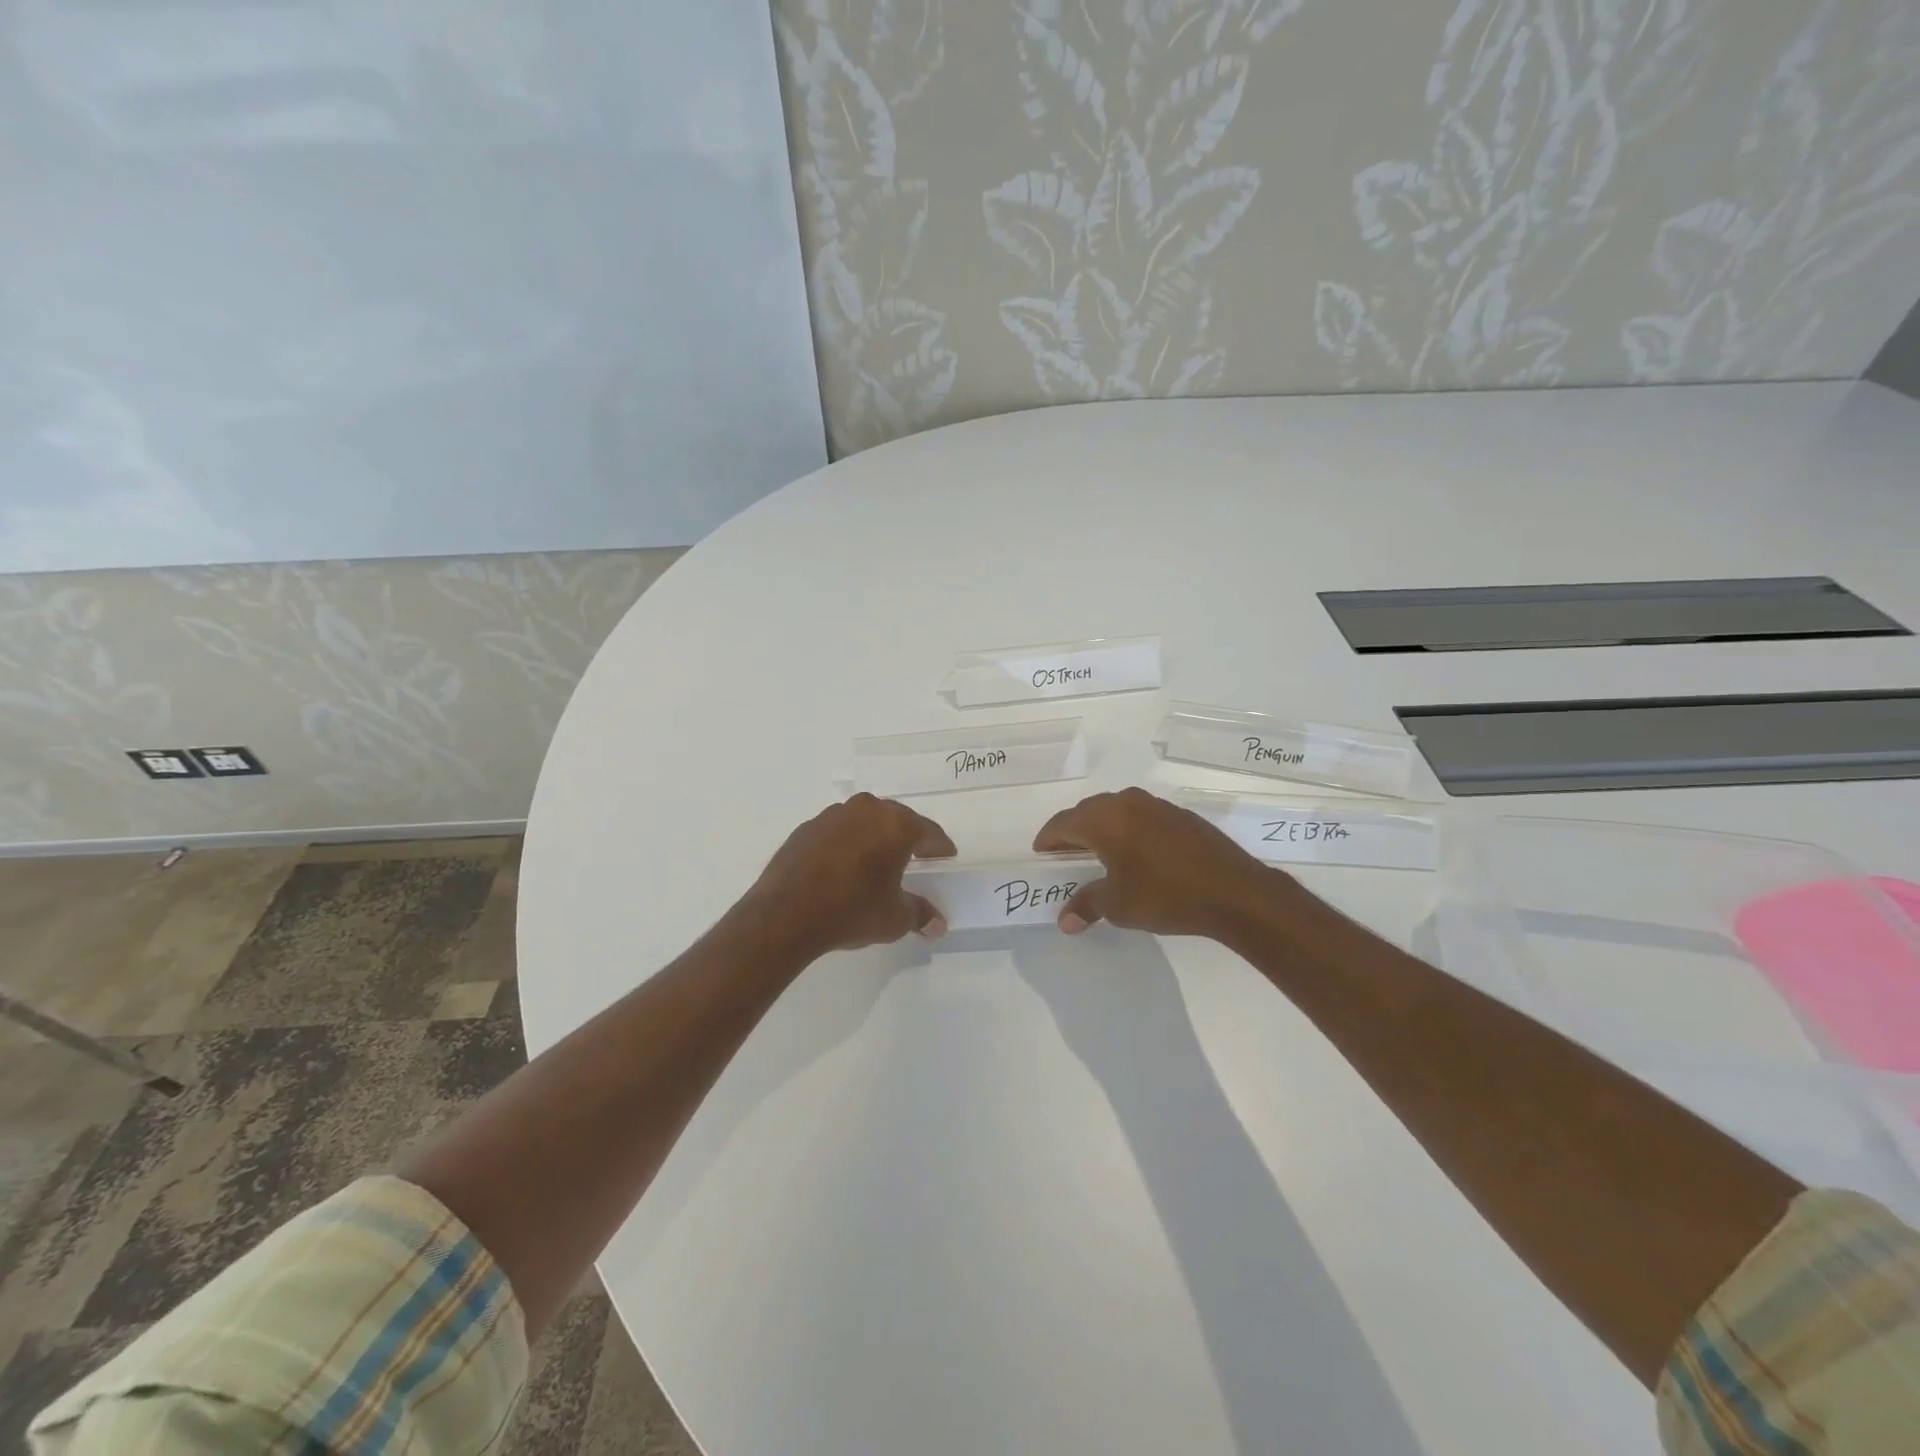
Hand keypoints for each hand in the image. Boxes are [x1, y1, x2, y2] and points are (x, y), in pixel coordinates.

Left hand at [745, 794, 956, 955]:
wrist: (785, 915)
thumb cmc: (851, 911)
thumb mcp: (894, 918)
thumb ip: (919, 914)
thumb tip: (938, 925)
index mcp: (896, 826)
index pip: (928, 832)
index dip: (940, 847)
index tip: (946, 856)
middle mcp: (867, 810)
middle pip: (897, 819)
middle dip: (908, 837)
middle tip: (916, 855)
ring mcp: (833, 815)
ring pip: (865, 820)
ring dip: (875, 836)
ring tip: (878, 859)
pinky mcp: (807, 827)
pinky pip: (838, 830)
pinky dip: (847, 842)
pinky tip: (844, 864)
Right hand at [1033, 787, 1298, 938]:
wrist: (1234, 891)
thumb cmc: (1165, 896)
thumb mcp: (1119, 905)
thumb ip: (1087, 906)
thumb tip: (1064, 922)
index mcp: (1104, 820)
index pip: (1064, 823)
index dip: (1049, 838)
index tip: (1041, 852)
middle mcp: (1127, 803)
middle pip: (1088, 811)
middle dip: (1073, 831)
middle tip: (1065, 853)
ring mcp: (1156, 806)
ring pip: (1116, 810)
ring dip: (1102, 827)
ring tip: (1098, 852)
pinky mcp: (1180, 815)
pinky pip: (1140, 815)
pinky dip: (1128, 829)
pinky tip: (1135, 852)